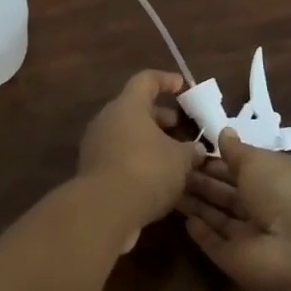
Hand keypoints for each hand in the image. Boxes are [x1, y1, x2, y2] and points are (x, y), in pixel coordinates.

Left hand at [78, 70, 202, 246]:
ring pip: (128, 135)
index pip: (146, 80)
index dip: (166, 80)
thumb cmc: (146, 171)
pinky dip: (139, 161)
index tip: (183, 86)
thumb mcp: (181, 160)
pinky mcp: (93, 170)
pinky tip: (158, 179)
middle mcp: (108, 119)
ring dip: (151, 142)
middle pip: (137, 109)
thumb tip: (197, 149)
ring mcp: (97, 145)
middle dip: (162, 118)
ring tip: (176, 158)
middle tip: (184, 130)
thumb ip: (191, 150)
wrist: (104, 210)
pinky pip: (120, 156)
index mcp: (128, 105)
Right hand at [180, 128, 290, 290]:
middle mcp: (265, 208)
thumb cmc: (282, 190)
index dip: (219, 160)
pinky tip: (184, 220)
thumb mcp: (258, 160)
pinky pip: (215, 244)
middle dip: (203, 181)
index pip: (243, 168)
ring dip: (197, 203)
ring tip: (170, 187)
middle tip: (174, 168)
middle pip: (228, 194)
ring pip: (219, 217)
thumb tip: (224, 132)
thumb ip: (237, 150)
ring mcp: (251, 237)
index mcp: (276, 179)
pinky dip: (201, 233)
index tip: (191, 151)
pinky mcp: (236, 261)